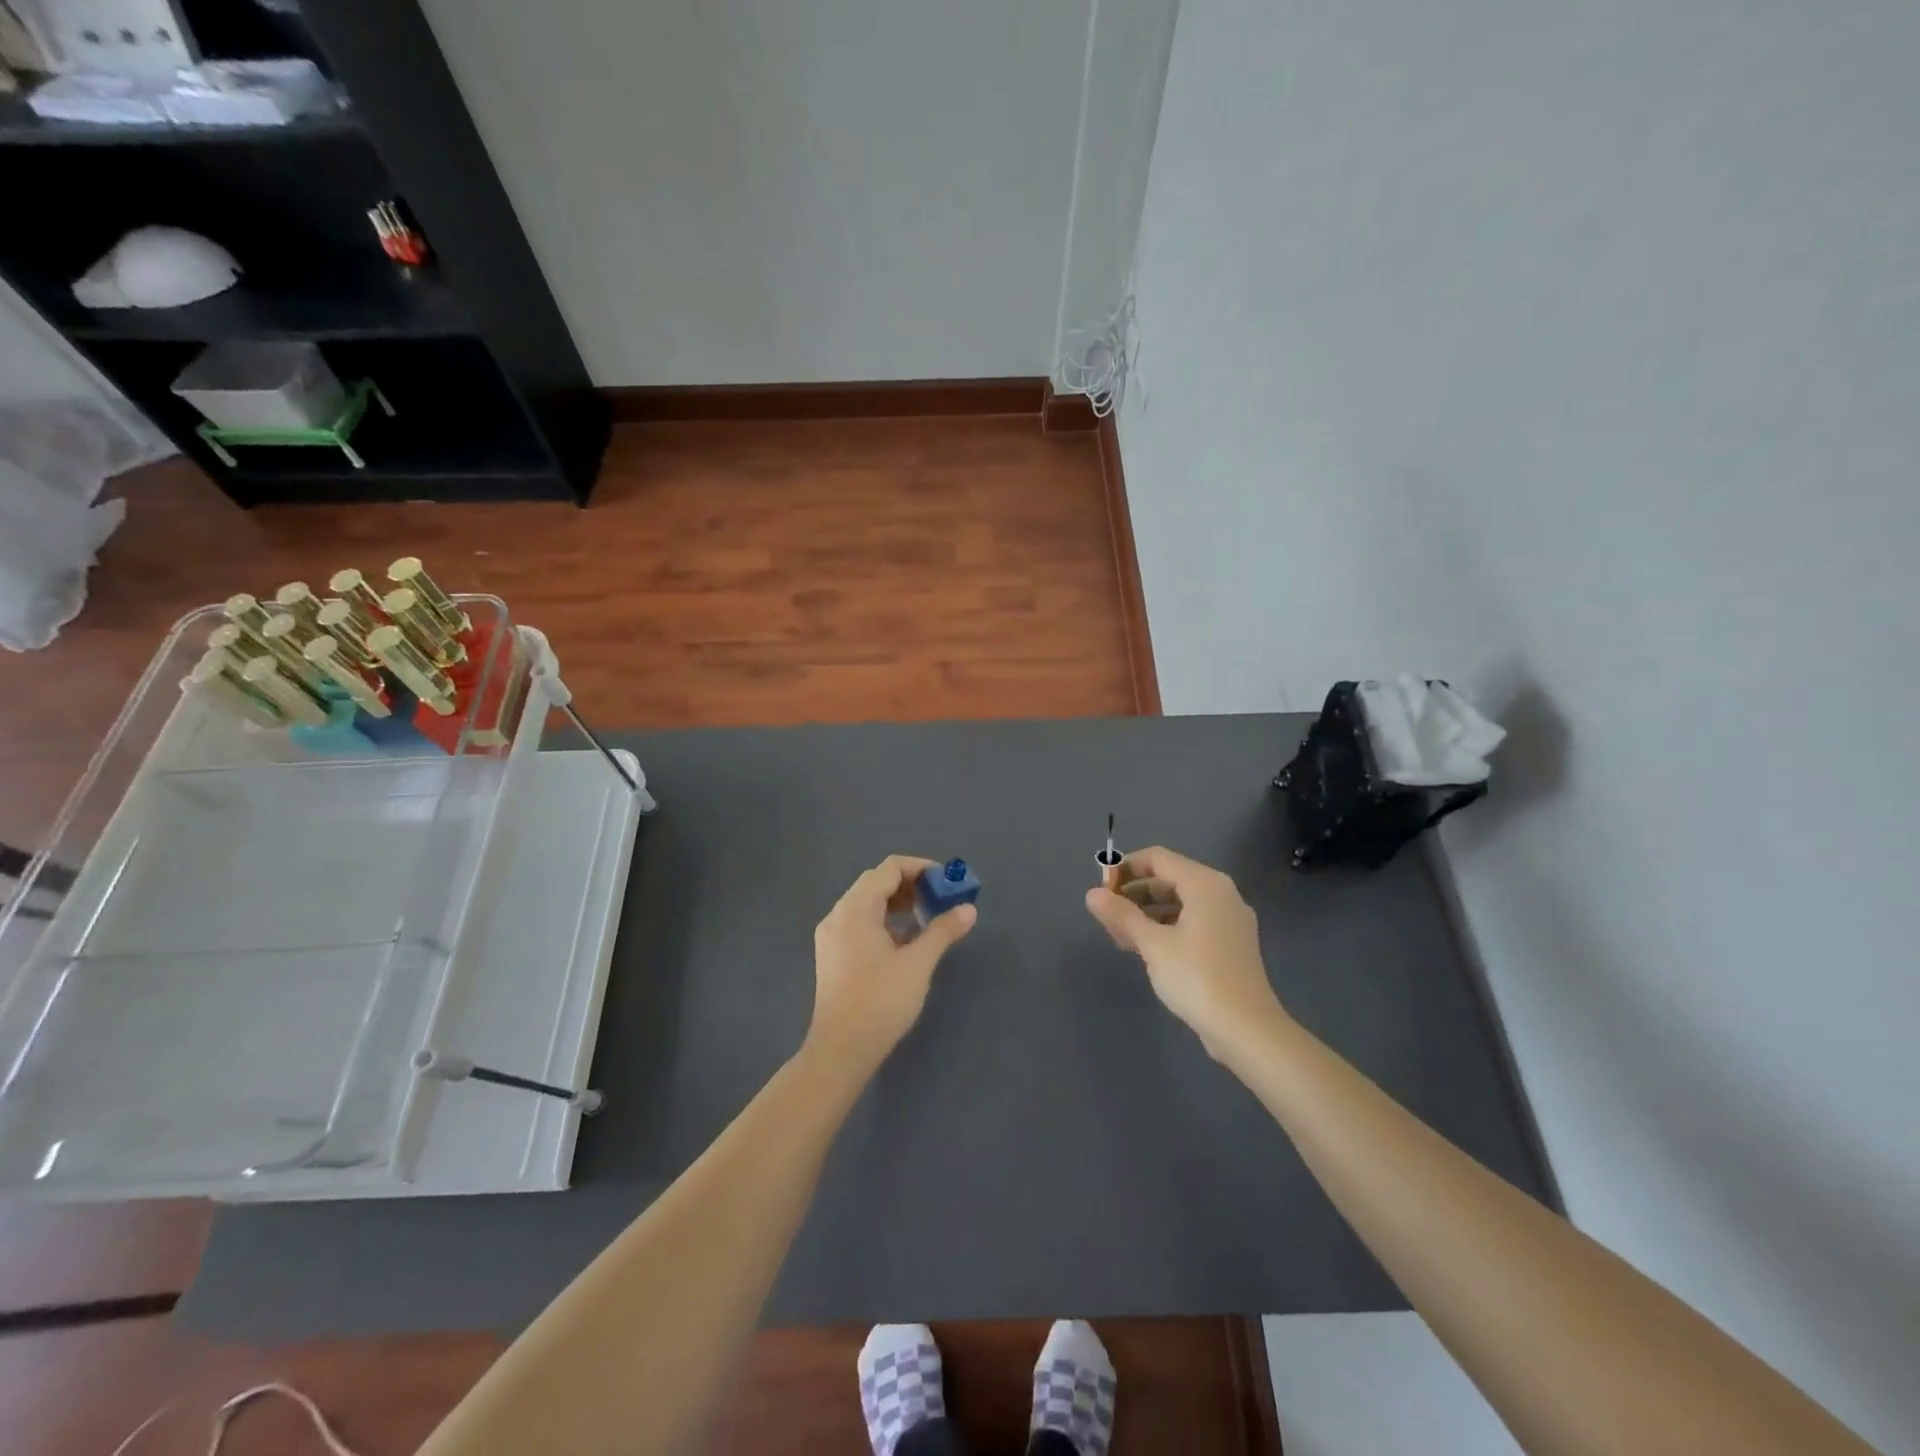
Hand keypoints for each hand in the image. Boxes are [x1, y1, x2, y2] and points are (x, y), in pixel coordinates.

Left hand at [806, 856, 976, 1077]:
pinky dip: (884, 920)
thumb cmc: (880, 1001)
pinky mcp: (832, 955)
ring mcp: (831, 936)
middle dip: (910, 884)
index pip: (889, 868)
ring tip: (927, 916)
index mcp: (855, 909)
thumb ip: (943, 930)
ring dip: (897, 902)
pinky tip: (905, 940)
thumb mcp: (918, 963)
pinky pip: (860, 922)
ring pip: (867, 903)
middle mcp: (838, 915)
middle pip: (876, 882)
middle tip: (939, 897)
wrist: (841, 1050)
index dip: (920, 868)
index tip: (946, 881)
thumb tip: (969, 909)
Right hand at [1084, 846, 1287, 1061]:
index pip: (1157, 859)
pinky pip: (1191, 922)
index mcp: (1205, 884)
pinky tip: (1146, 948)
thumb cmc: (1197, 978)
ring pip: (1179, 902)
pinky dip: (1166, 927)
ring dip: (1147, 912)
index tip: (1100, 889)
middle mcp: (1221, 894)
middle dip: (1134, 892)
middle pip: (1169, 879)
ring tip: (1120, 935)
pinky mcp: (1229, 944)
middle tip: (1106, 915)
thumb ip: (1122, 915)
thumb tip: (1092, 894)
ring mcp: (1229, 920)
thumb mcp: (1153, 944)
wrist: (1247, 1030)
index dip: (1124, 868)